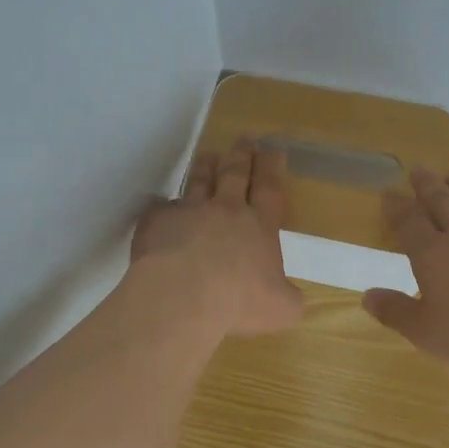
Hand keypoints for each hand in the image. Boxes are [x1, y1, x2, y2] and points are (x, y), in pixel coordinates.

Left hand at [131, 137, 304, 336]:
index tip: (272, 149)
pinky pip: (162, 209)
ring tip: (207, 155)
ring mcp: (189, 211)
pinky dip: (166, 208)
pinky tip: (164, 209)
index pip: (269, 189)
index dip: (271, 168)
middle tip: (244, 138)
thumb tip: (291, 297)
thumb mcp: (281, 309)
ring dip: (205, 167)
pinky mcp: (157, 221)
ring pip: (198, 181)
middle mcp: (225, 211)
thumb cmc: (238, 302)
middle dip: (241, 155)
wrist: (183, 296)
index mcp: (259, 227)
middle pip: (235, 174)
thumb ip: (288, 299)